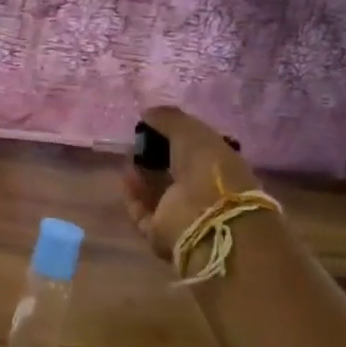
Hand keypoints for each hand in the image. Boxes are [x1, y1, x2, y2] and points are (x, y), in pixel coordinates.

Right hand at [120, 106, 261, 263]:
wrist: (209, 221)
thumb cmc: (209, 171)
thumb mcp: (192, 133)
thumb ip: (169, 119)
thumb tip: (147, 112)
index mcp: (220, 168)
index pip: (195, 150)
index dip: (174, 137)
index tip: (153, 126)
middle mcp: (203, 192)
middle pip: (174, 172)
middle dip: (154, 157)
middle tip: (137, 143)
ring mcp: (184, 216)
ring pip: (157, 193)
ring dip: (141, 176)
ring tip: (128, 158)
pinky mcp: (162, 235)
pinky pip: (141, 213)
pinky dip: (132, 196)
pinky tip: (125, 177)